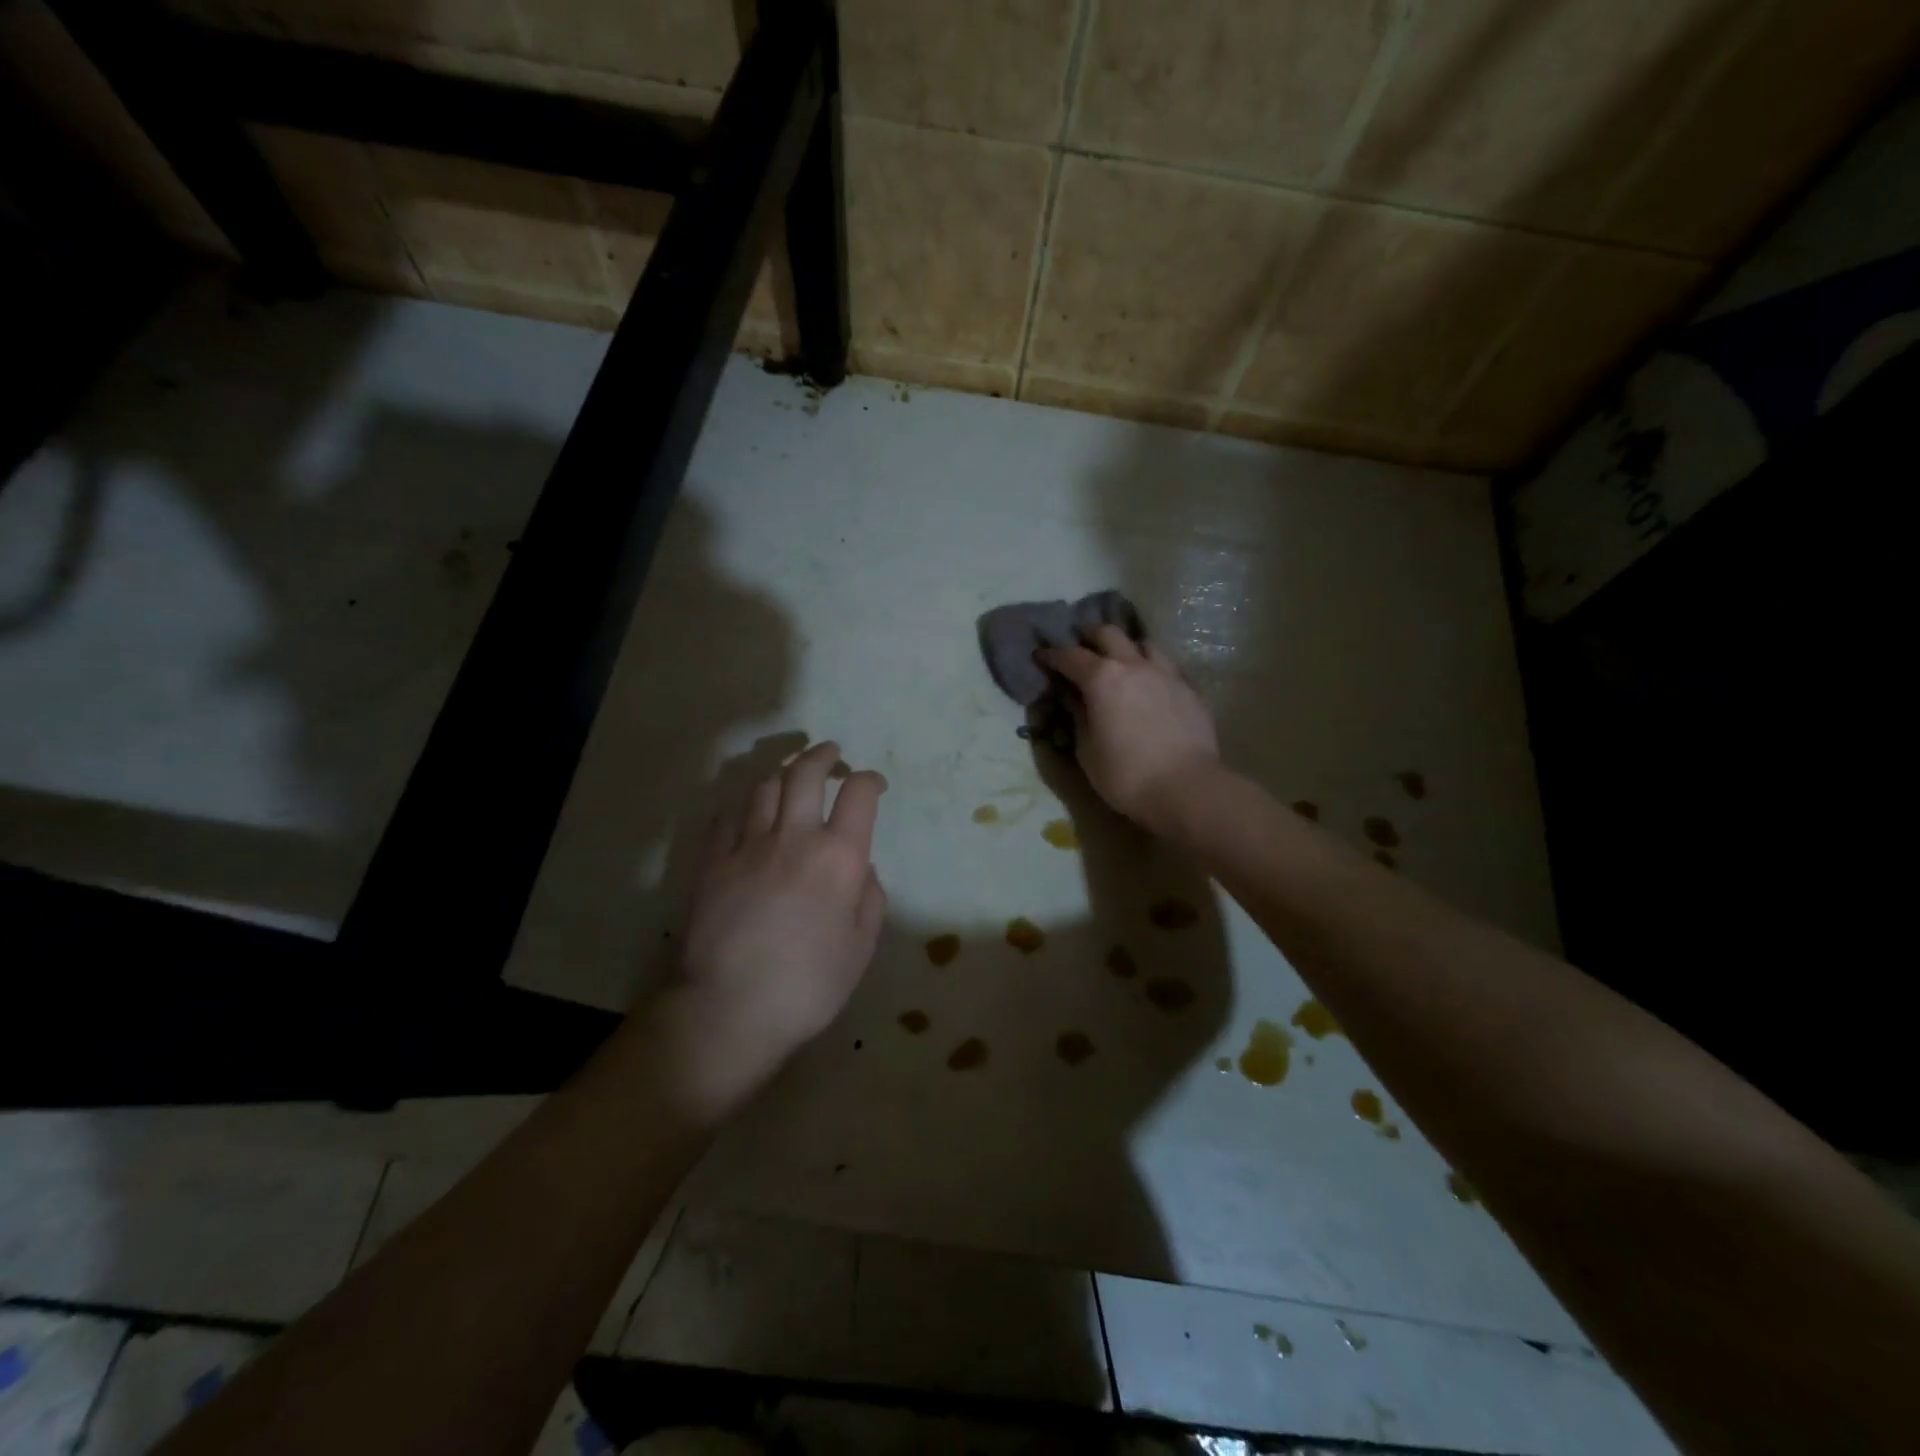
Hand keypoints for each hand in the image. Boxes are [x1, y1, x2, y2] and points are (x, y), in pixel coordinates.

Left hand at [664, 741, 887, 1100]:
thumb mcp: (861, 949)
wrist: (728, 1010)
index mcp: (837, 858)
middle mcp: (793, 838)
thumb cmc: (807, 985)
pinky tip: (750, 812)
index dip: (870, 780)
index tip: (874, 784)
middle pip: (805, 773)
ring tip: (791, 777)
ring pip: (764, 786)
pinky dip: (745, 804)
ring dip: (783, 773)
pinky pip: (728, 815)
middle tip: (832, 754)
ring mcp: (746, 845)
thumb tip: (863, 869)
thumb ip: (870, 899)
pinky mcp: (711, 861)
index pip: (859, 794)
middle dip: (823, 755)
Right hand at [1037, 627, 1219, 835]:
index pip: (1070, 656)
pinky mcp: (1190, 690)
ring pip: (1145, 643)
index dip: (1052, 655)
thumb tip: (1073, 699)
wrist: (1187, 789)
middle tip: (1082, 652)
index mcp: (1102, 679)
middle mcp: (1134, 666)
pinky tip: (1151, 689)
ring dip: (1128, 649)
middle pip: (1109, 634)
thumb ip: (1078, 718)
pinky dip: (1152, 672)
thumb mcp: (1087, 751)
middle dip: (1090, 638)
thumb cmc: (1126, 775)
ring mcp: (1167, 674)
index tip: (1041, 656)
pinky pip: (1167, 668)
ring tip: (1122, 665)